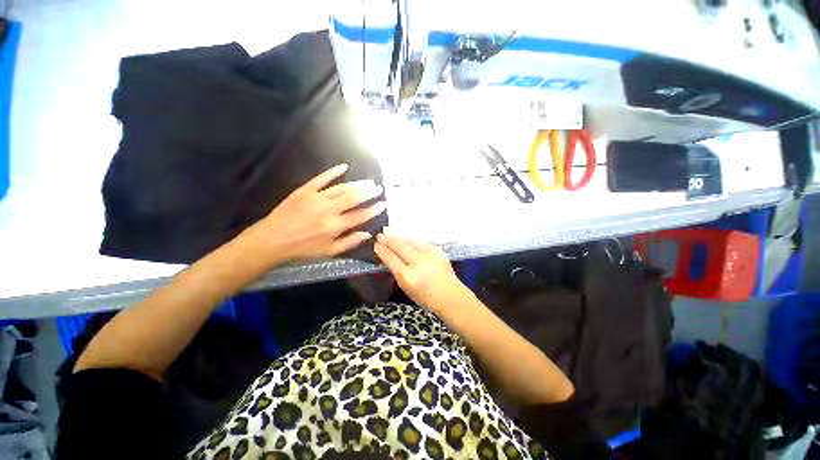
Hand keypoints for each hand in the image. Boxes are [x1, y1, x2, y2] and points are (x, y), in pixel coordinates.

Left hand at [245, 164, 385, 263]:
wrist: (272, 240)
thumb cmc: (303, 248)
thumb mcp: (329, 251)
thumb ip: (350, 242)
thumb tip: (368, 234)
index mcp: (335, 226)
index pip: (361, 215)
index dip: (374, 209)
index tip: (383, 203)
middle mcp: (328, 210)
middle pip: (354, 198)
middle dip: (369, 192)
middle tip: (378, 188)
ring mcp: (316, 198)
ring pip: (342, 188)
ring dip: (357, 184)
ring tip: (367, 182)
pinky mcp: (304, 191)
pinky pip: (321, 179)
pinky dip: (333, 172)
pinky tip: (344, 167)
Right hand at [374, 231, 470, 312]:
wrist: (450, 296)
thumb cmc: (426, 298)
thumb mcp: (406, 288)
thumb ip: (398, 272)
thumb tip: (390, 257)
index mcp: (407, 276)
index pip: (391, 259)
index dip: (382, 250)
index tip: (376, 245)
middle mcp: (417, 263)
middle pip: (400, 246)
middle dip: (388, 239)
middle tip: (380, 234)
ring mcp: (428, 255)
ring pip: (410, 241)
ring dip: (399, 237)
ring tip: (390, 232)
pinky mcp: (437, 250)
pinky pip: (421, 243)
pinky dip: (412, 241)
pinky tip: (406, 239)